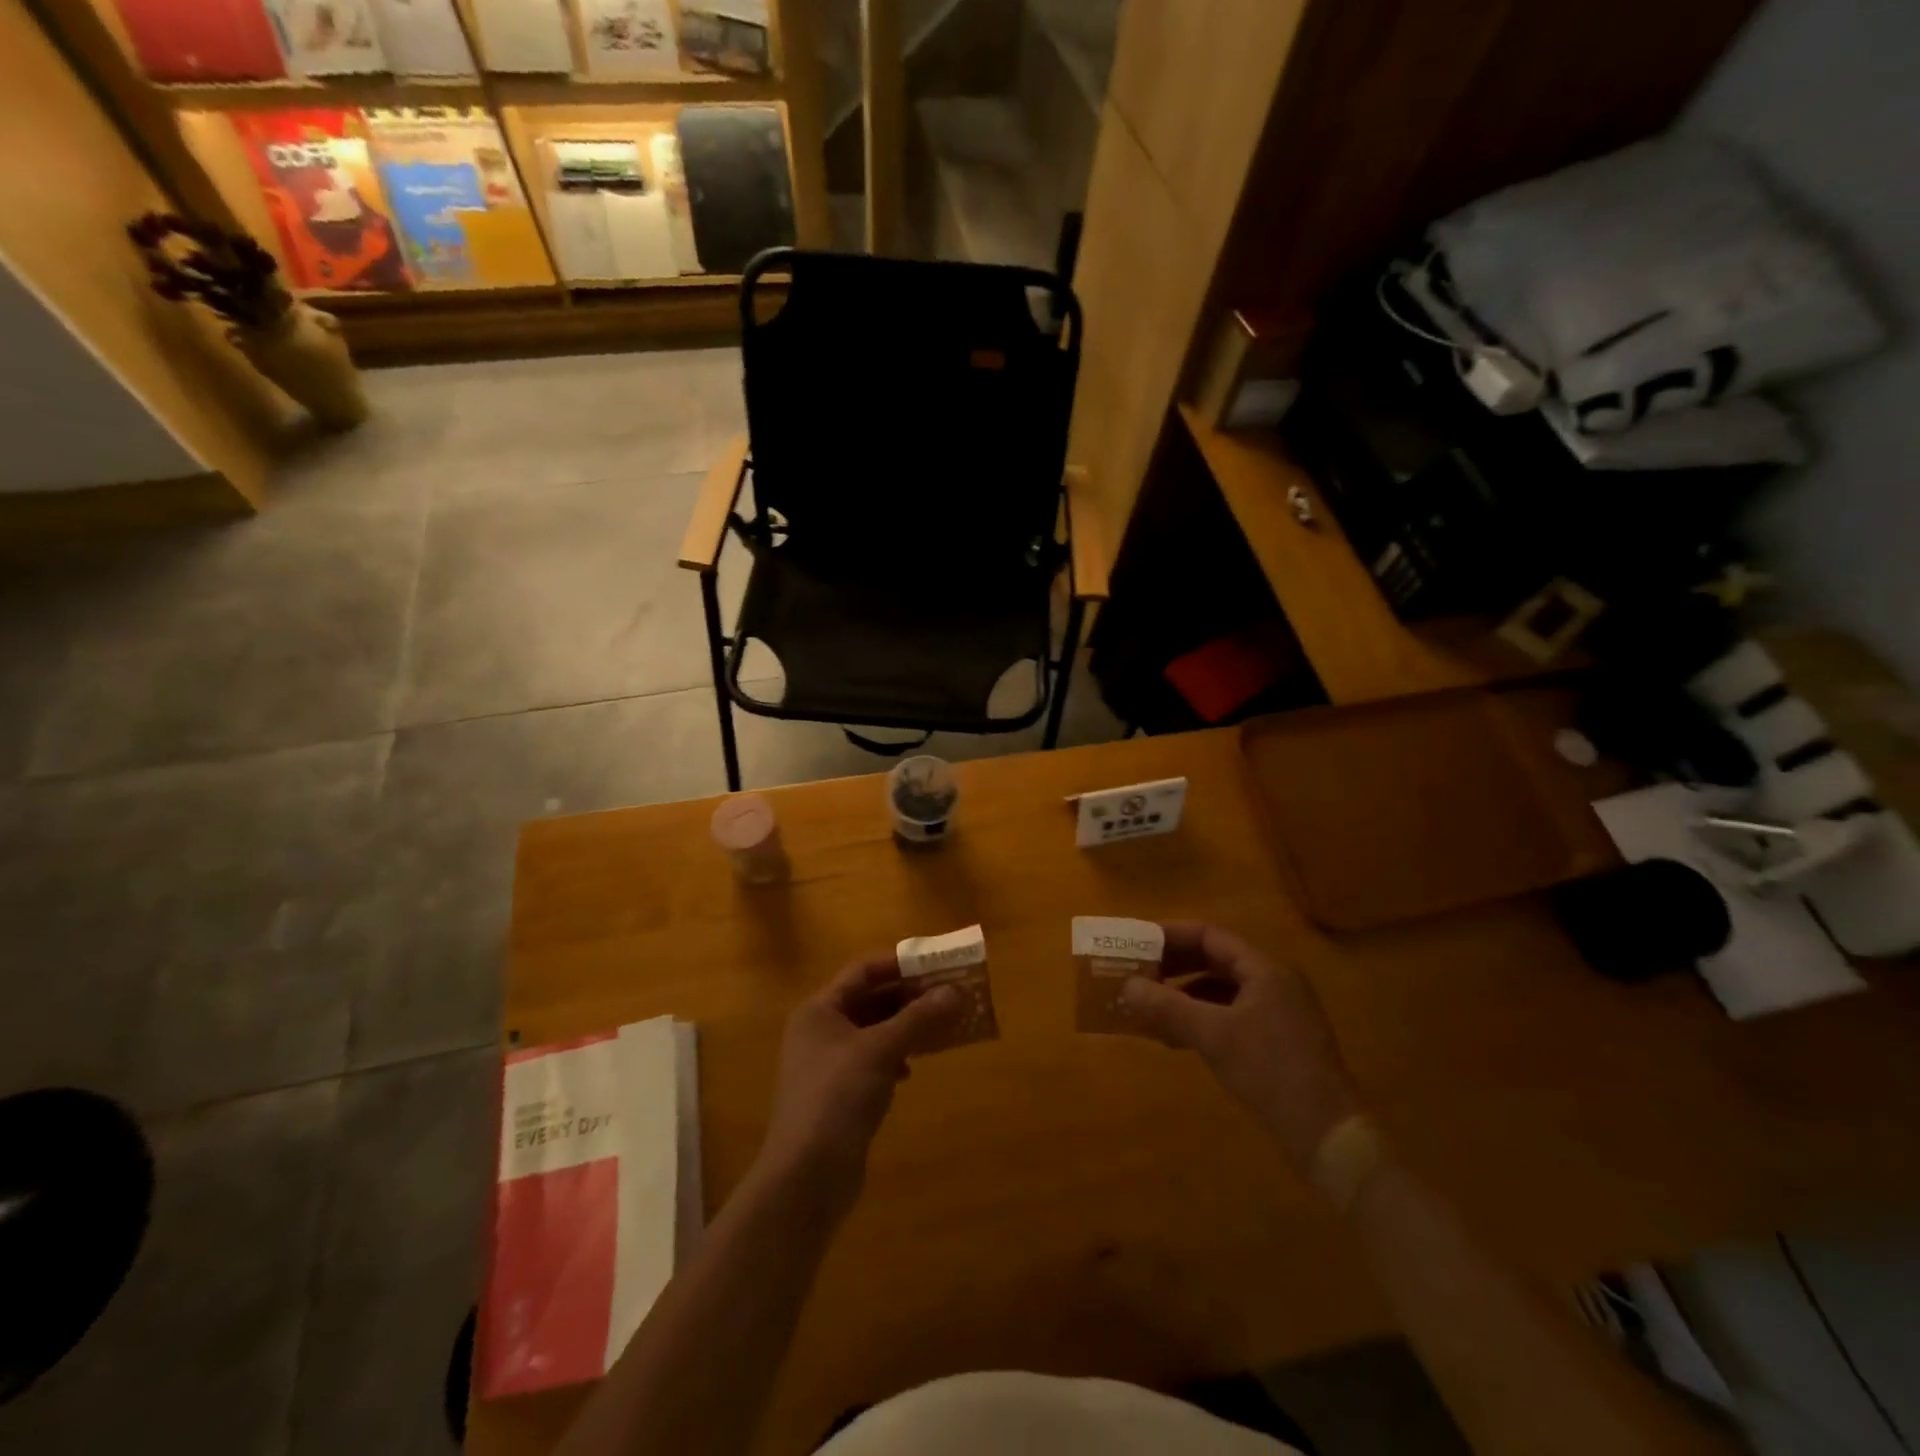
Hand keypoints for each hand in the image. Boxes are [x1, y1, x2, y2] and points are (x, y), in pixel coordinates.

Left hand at [759, 953, 963, 1214]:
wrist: (806, 1178)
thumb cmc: (837, 1097)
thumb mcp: (881, 1050)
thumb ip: (918, 1018)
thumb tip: (956, 991)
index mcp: (820, 1010)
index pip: (863, 971)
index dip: (899, 964)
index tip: (936, 964)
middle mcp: (820, 1030)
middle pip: (870, 1000)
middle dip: (909, 996)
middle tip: (949, 994)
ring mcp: (828, 1065)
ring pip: (874, 1032)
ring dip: (906, 1027)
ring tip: (943, 1026)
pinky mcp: (839, 1095)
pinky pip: (873, 1062)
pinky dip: (895, 1058)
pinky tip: (911, 1070)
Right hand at [1120, 923, 1360, 1169]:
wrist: (1329, 1135)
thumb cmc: (1271, 1072)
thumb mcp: (1213, 1036)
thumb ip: (1168, 1007)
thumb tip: (1127, 986)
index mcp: (1265, 969)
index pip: (1211, 936)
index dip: (1172, 935)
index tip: (1138, 942)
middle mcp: (1274, 982)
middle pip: (1216, 960)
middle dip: (1175, 966)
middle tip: (1138, 973)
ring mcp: (1279, 1012)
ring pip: (1222, 990)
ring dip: (1185, 995)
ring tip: (1150, 1007)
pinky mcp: (1278, 1040)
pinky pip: (1231, 1014)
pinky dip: (1202, 1019)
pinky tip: (1176, 1038)